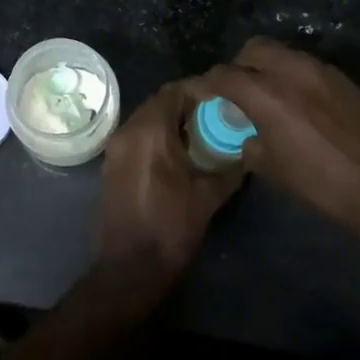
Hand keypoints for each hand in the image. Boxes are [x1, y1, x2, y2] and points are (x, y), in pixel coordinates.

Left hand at [96, 80, 241, 292]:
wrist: (130, 268)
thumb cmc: (171, 228)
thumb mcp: (209, 196)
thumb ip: (230, 168)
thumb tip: (248, 152)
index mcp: (150, 130)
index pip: (174, 91)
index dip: (199, 91)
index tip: (221, 98)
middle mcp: (128, 131)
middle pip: (158, 102)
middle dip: (185, 105)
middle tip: (213, 115)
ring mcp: (115, 147)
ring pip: (145, 119)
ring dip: (169, 120)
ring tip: (198, 134)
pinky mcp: (111, 164)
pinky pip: (135, 136)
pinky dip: (155, 136)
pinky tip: (176, 154)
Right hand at [196, 38, 359, 231]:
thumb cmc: (325, 185)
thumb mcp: (275, 170)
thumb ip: (251, 144)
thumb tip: (247, 136)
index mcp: (267, 93)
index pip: (224, 75)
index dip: (205, 83)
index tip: (197, 92)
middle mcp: (292, 70)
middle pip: (254, 49)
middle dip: (238, 64)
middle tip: (235, 90)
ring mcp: (322, 70)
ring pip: (283, 54)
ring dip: (267, 67)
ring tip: (268, 96)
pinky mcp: (344, 79)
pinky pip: (307, 67)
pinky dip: (293, 76)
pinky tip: (299, 105)